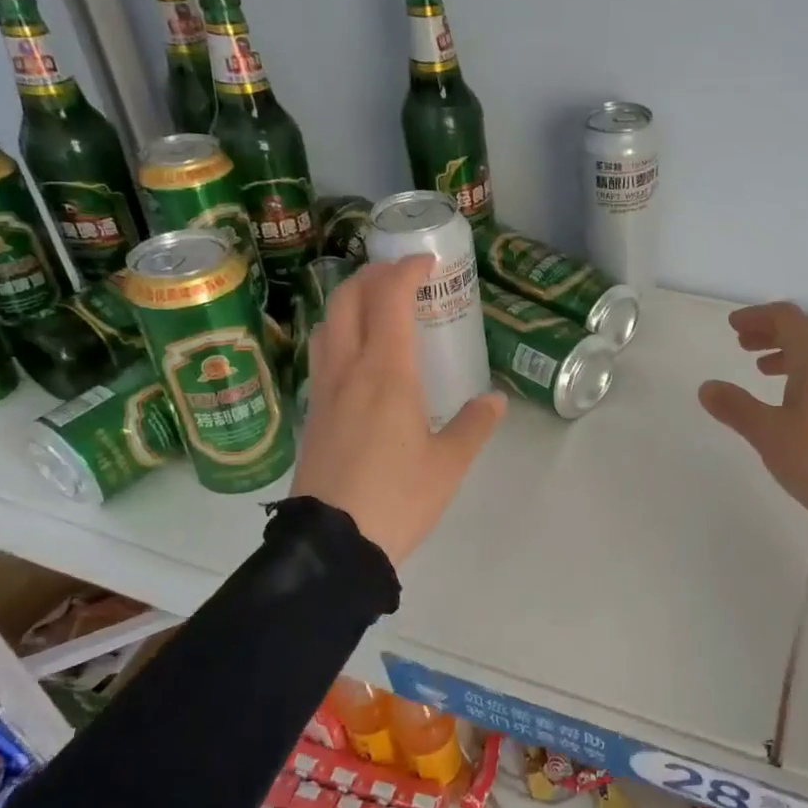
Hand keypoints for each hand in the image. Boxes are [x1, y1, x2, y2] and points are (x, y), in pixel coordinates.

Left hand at [291, 257, 506, 565]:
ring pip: (326, 324)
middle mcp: (348, 370)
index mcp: (386, 374)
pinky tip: (359, 357)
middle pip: (346, 299)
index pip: (389, 299)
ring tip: (376, 307)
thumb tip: (495, 401)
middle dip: (371, 275)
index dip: (405, 270)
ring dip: (349, 301)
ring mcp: (323, 391)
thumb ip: (474, 426)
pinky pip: (322, 354)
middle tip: (400, 276)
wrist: (332, 546)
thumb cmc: (397, 499)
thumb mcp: (448, 465)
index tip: (426, 262)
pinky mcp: (312, 414)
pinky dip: (340, 333)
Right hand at [699, 302, 807, 523]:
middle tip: (742, 344)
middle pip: (804, 331)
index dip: (757, 316)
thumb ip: (736, 407)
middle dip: (770, 332)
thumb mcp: (769, 434)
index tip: (733, 325)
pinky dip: (803, 374)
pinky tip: (791, 401)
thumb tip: (707, 387)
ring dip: (787, 354)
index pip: (787, 318)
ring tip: (761, 370)